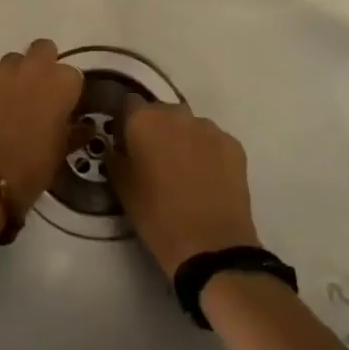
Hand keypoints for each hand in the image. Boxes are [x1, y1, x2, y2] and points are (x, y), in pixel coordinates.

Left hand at [0, 39, 83, 214]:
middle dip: (39, 66)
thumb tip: (81, 125)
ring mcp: (0, 68)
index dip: (64, 91)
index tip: (59, 107)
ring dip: (10, 78)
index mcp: (63, 82)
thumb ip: (73, 130)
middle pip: (42, 50)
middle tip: (33, 94)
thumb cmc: (32, 167)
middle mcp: (34, 66)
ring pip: (10, 62)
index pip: (71, 75)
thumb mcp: (61, 151)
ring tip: (1, 105)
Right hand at [115, 100, 260, 275]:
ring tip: (184, 173)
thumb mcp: (121, 187)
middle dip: (156, 130)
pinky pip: (213, 141)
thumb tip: (116, 146)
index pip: (128, 104)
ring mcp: (209, 127)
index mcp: (144, 119)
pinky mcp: (234, 144)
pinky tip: (206, 179)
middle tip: (155, 161)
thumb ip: (114, 157)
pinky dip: (207, 153)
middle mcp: (177, 113)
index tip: (126, 145)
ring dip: (183, 140)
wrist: (210, 244)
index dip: (126, 123)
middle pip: (161, 112)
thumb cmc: (156, 215)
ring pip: (189, 126)